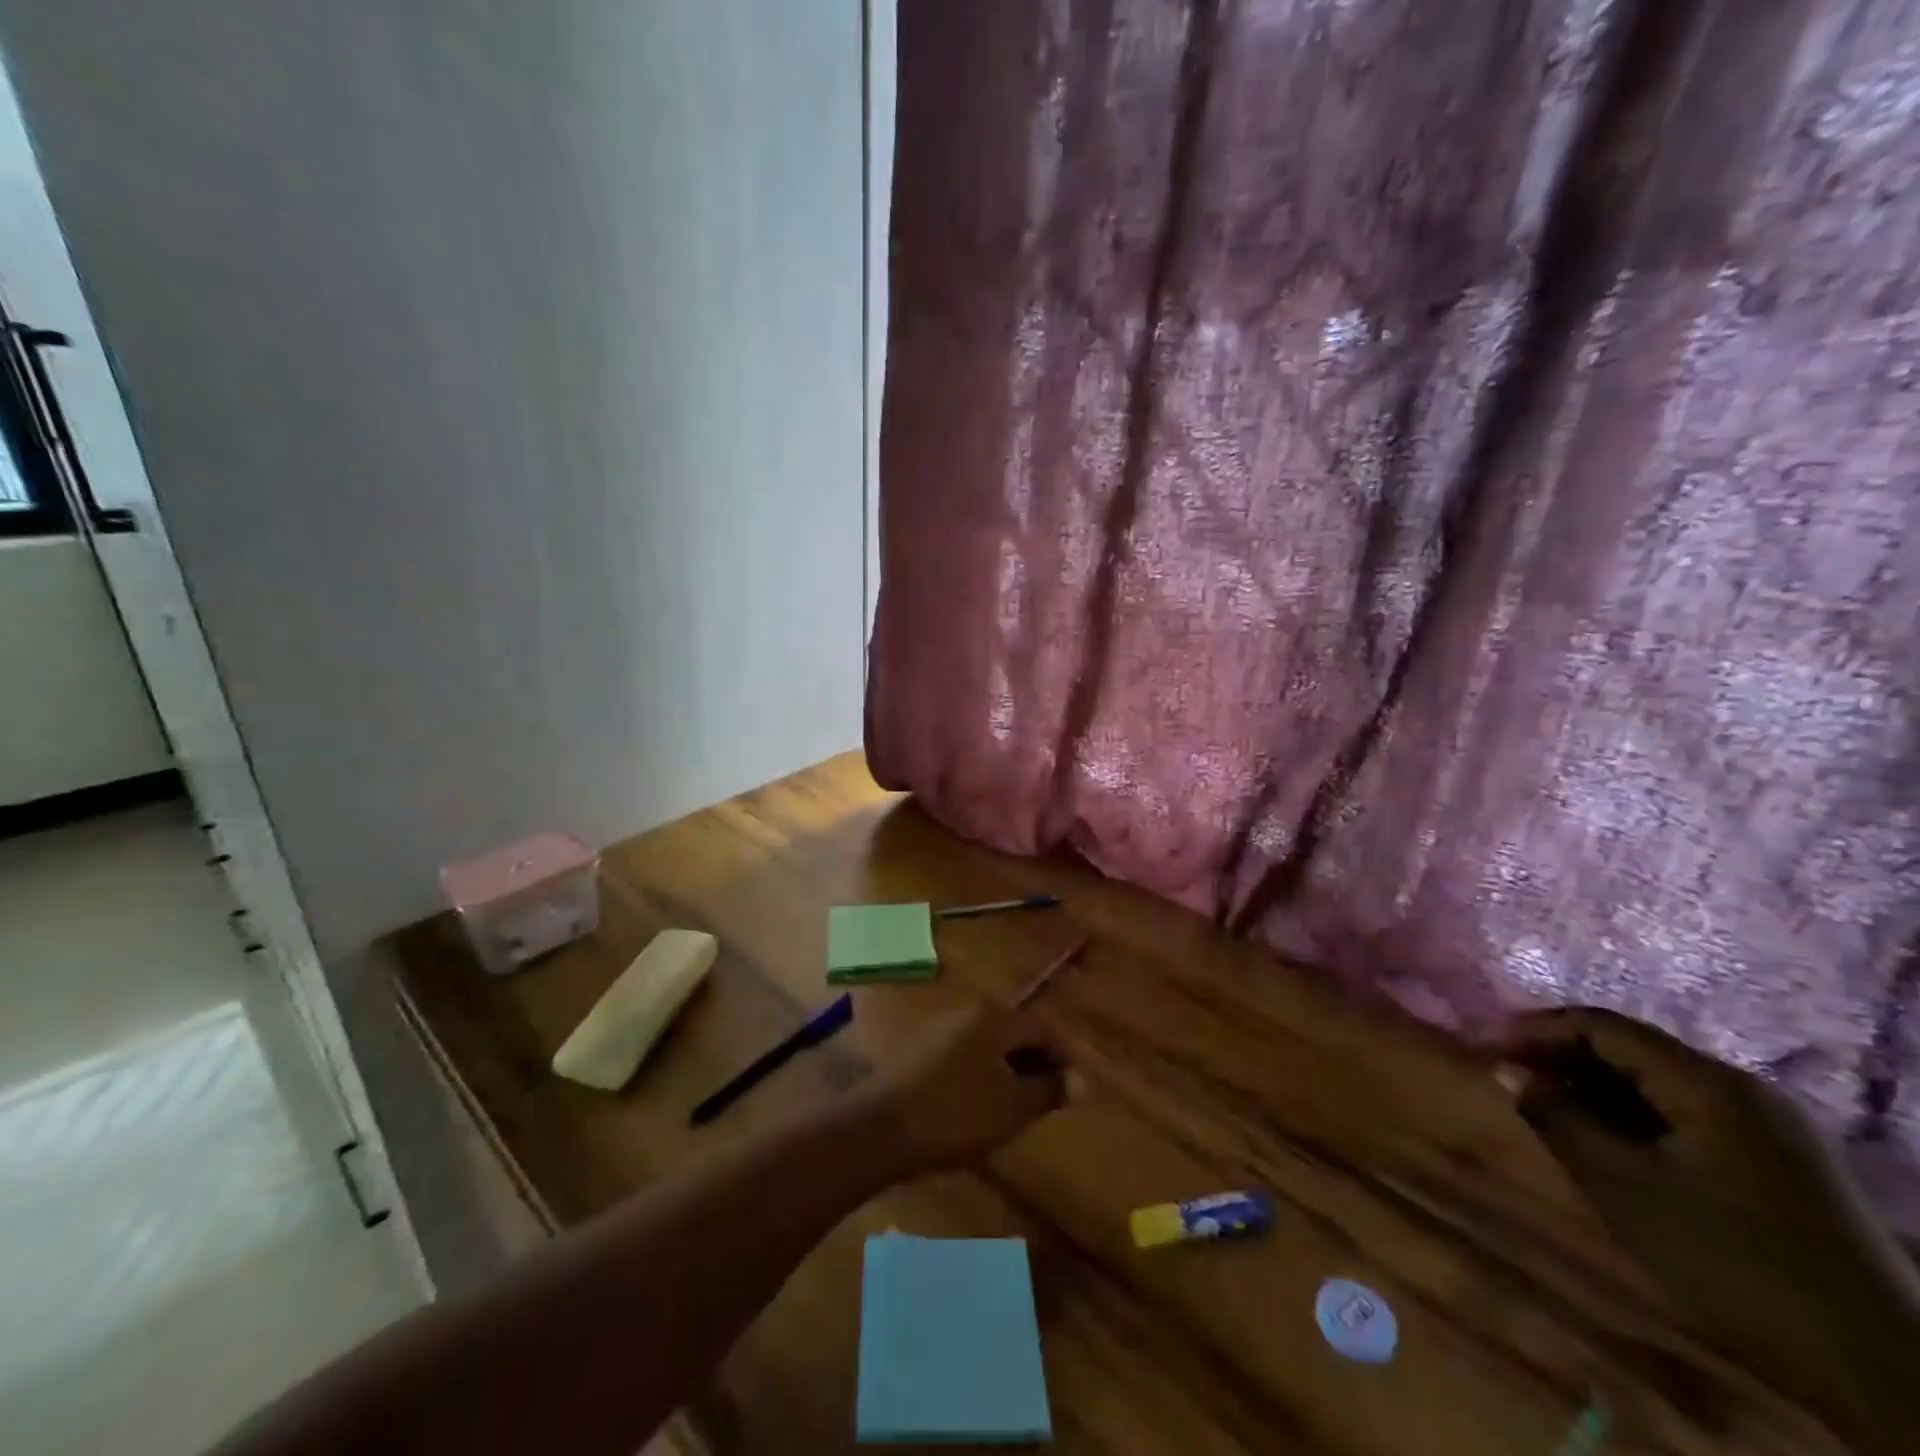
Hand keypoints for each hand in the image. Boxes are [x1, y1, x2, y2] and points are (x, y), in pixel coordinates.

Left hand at [865, 1002, 1070, 1173]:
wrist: (881, 1128)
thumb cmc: (956, 1113)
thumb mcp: (1013, 1106)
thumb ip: (1050, 1089)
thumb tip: (1084, 1079)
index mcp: (994, 1017)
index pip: (1042, 1029)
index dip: (1062, 1060)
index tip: (1073, 1094)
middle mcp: (967, 1012)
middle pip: (1013, 1035)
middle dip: (1033, 1067)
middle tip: (1045, 1105)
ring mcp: (940, 1029)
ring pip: (988, 1048)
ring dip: (1006, 1074)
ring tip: (1014, 1112)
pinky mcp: (919, 1052)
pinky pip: (963, 1059)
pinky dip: (979, 1079)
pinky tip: (976, 1111)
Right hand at [1496, 1008, 1919, 1453]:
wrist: (1885, 1373)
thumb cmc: (1734, 1265)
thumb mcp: (1625, 1190)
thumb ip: (1558, 1120)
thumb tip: (1505, 1071)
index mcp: (1709, 1083)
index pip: (1600, 1024)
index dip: (1533, 1028)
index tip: (1482, 1044)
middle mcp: (1741, 1088)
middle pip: (1629, 1047)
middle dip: (1559, 1056)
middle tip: (1505, 1075)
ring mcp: (1767, 1124)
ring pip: (1655, 1081)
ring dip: (1592, 1086)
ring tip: (1543, 1107)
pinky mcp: (1777, 1159)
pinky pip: (1684, 1112)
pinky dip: (1631, 1114)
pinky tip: (1603, 1139)